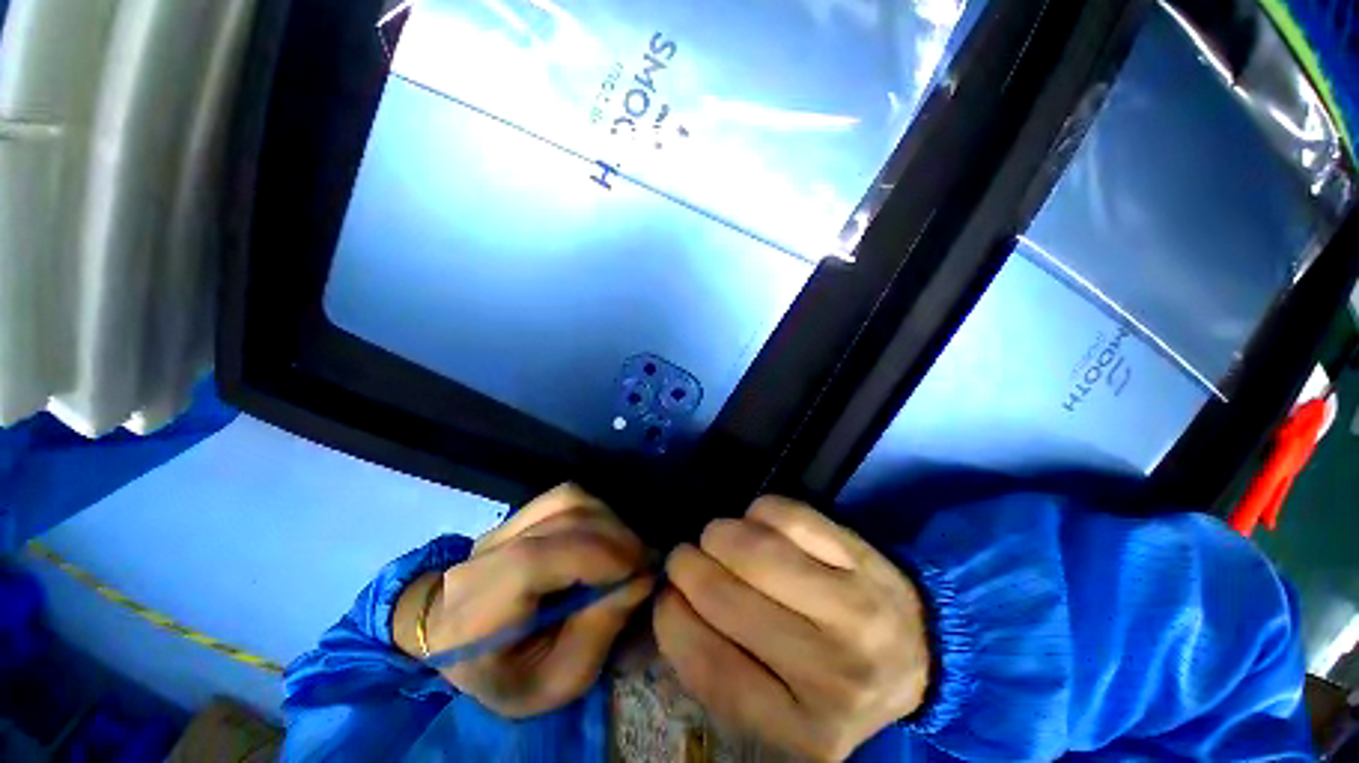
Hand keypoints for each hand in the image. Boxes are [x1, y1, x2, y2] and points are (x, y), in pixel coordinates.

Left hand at [394, 484, 652, 717]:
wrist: (465, 648)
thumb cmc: (510, 676)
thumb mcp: (558, 680)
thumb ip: (599, 630)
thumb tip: (641, 577)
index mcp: (473, 616)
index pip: (530, 563)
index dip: (591, 556)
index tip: (637, 569)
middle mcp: (480, 559)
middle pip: (557, 521)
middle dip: (614, 537)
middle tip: (644, 562)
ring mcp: (498, 529)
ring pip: (566, 500)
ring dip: (608, 521)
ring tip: (627, 550)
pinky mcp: (516, 515)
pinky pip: (565, 498)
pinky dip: (596, 513)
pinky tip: (606, 538)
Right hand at [655, 497, 930, 760]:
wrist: (919, 653)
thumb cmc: (833, 681)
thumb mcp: (782, 709)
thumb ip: (726, 671)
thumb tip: (671, 606)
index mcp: (804, 731)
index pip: (713, 670)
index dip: (673, 621)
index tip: (665, 596)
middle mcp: (832, 675)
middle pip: (727, 598)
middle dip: (688, 565)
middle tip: (684, 557)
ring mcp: (854, 610)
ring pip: (756, 550)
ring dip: (718, 534)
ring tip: (715, 537)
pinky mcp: (863, 560)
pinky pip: (791, 516)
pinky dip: (758, 510)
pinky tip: (757, 522)